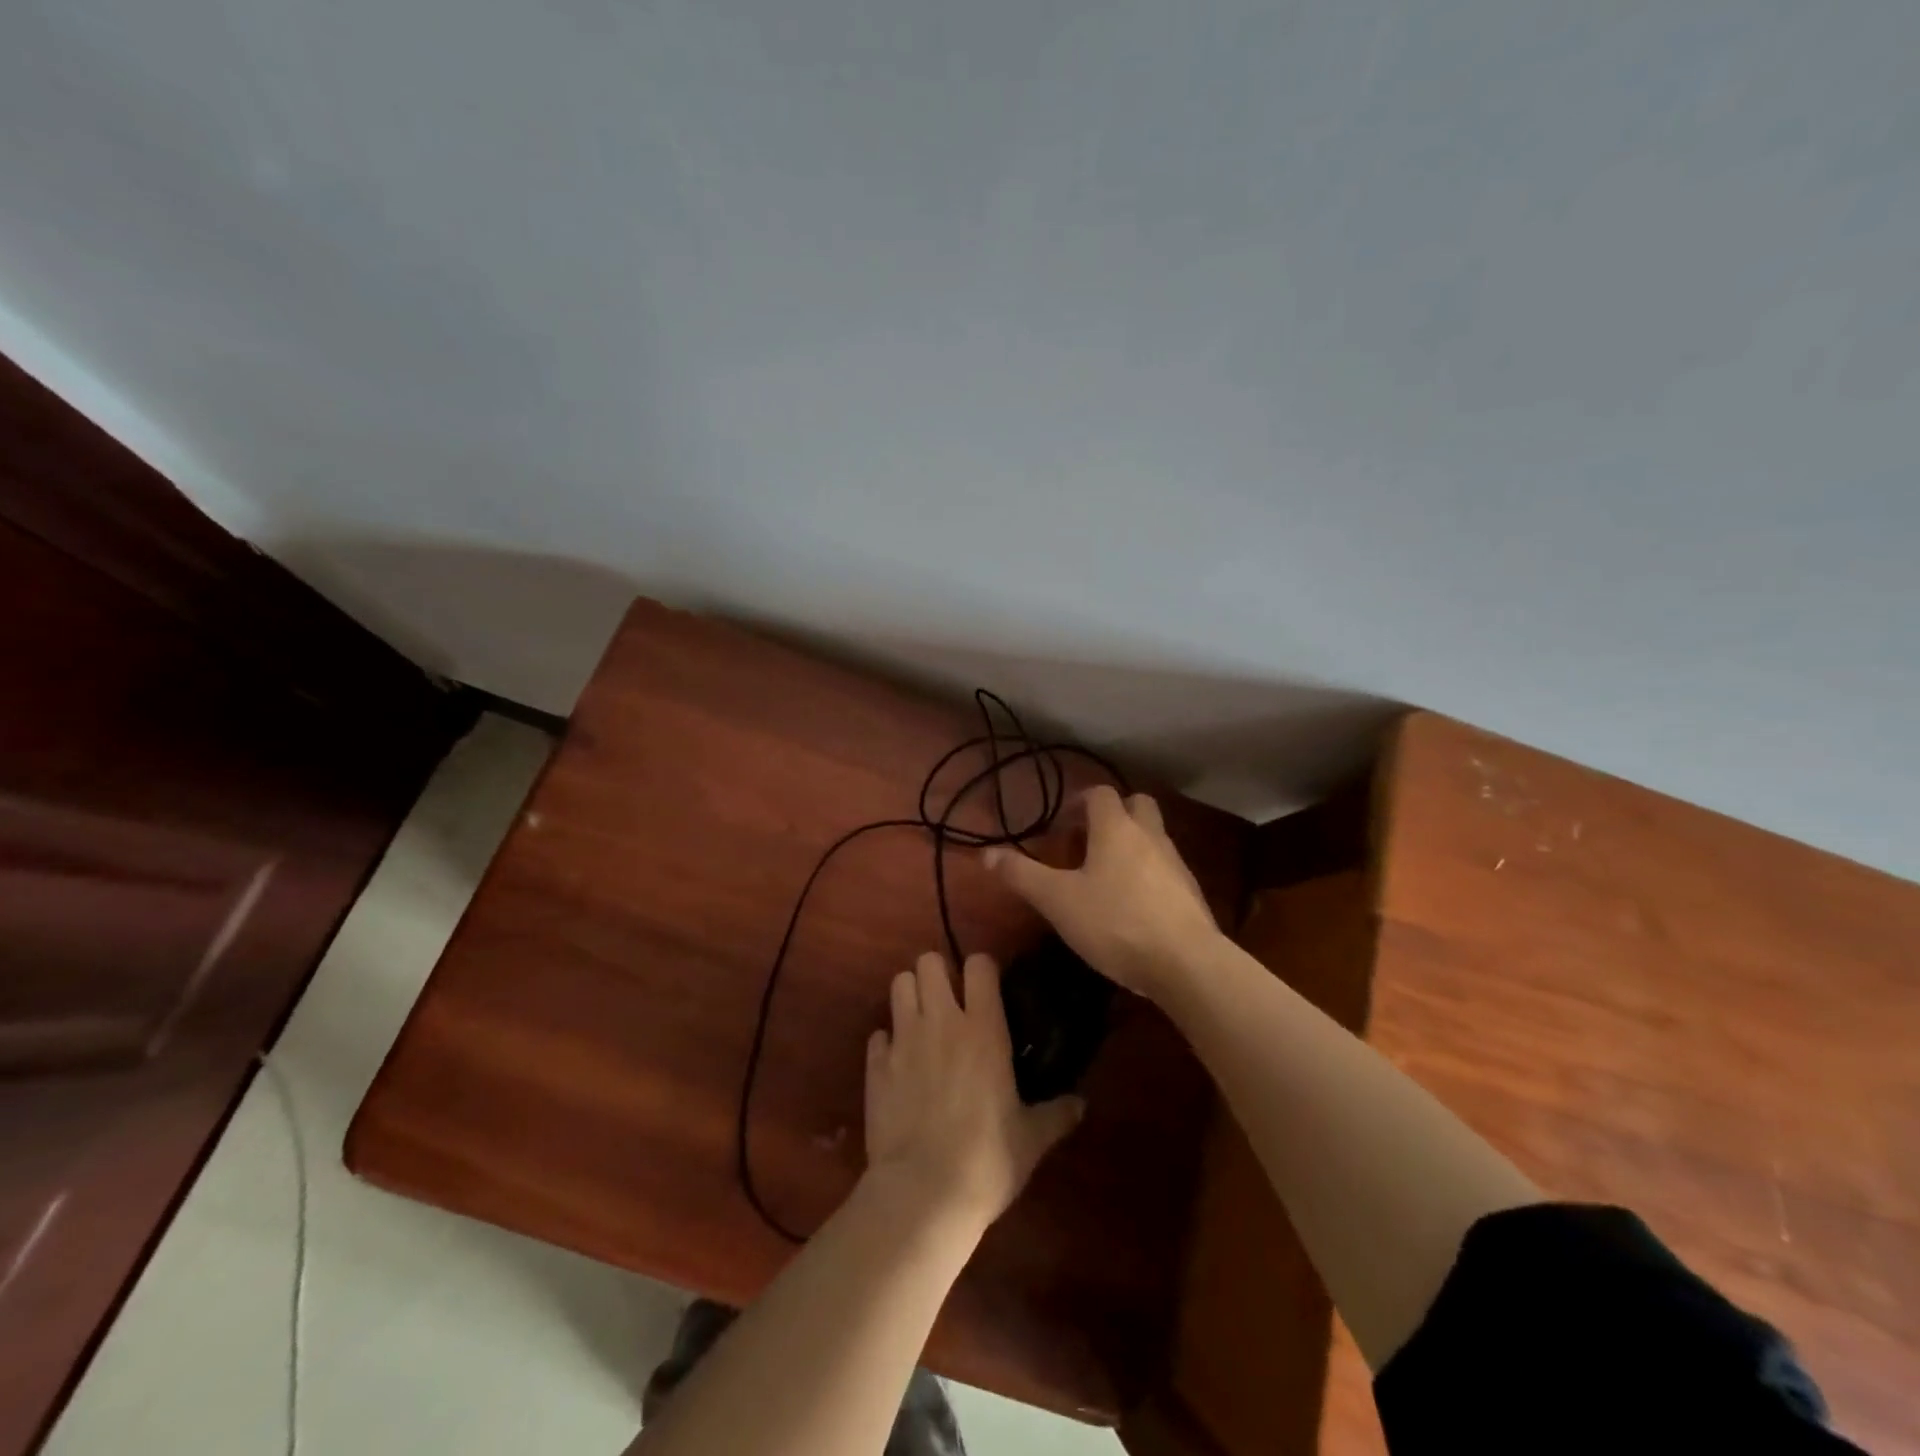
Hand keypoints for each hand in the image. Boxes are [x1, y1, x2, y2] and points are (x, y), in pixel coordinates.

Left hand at [864, 952, 1084, 1227]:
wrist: (922, 1193)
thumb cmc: (987, 1159)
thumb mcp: (1031, 1139)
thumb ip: (1056, 1114)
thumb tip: (1081, 1104)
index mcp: (984, 1028)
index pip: (979, 964)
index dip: (982, 969)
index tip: (987, 988)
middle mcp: (942, 1021)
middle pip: (929, 962)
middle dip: (938, 974)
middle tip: (949, 1001)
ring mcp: (903, 1039)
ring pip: (899, 984)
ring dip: (910, 995)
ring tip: (922, 1020)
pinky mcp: (875, 1065)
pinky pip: (878, 1034)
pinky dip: (887, 1041)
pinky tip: (898, 1063)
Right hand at [985, 786, 1220, 1002]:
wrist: (1186, 963)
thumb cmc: (1115, 922)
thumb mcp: (1057, 900)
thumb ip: (1021, 875)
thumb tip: (986, 854)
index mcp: (1116, 828)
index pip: (1100, 794)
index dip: (1078, 802)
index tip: (1060, 826)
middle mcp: (1150, 836)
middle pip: (1136, 805)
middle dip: (1112, 815)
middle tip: (1087, 842)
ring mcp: (1176, 863)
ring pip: (1152, 837)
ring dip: (1130, 845)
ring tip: (1104, 877)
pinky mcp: (1191, 893)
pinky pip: (1164, 868)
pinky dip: (1146, 874)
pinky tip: (1131, 905)